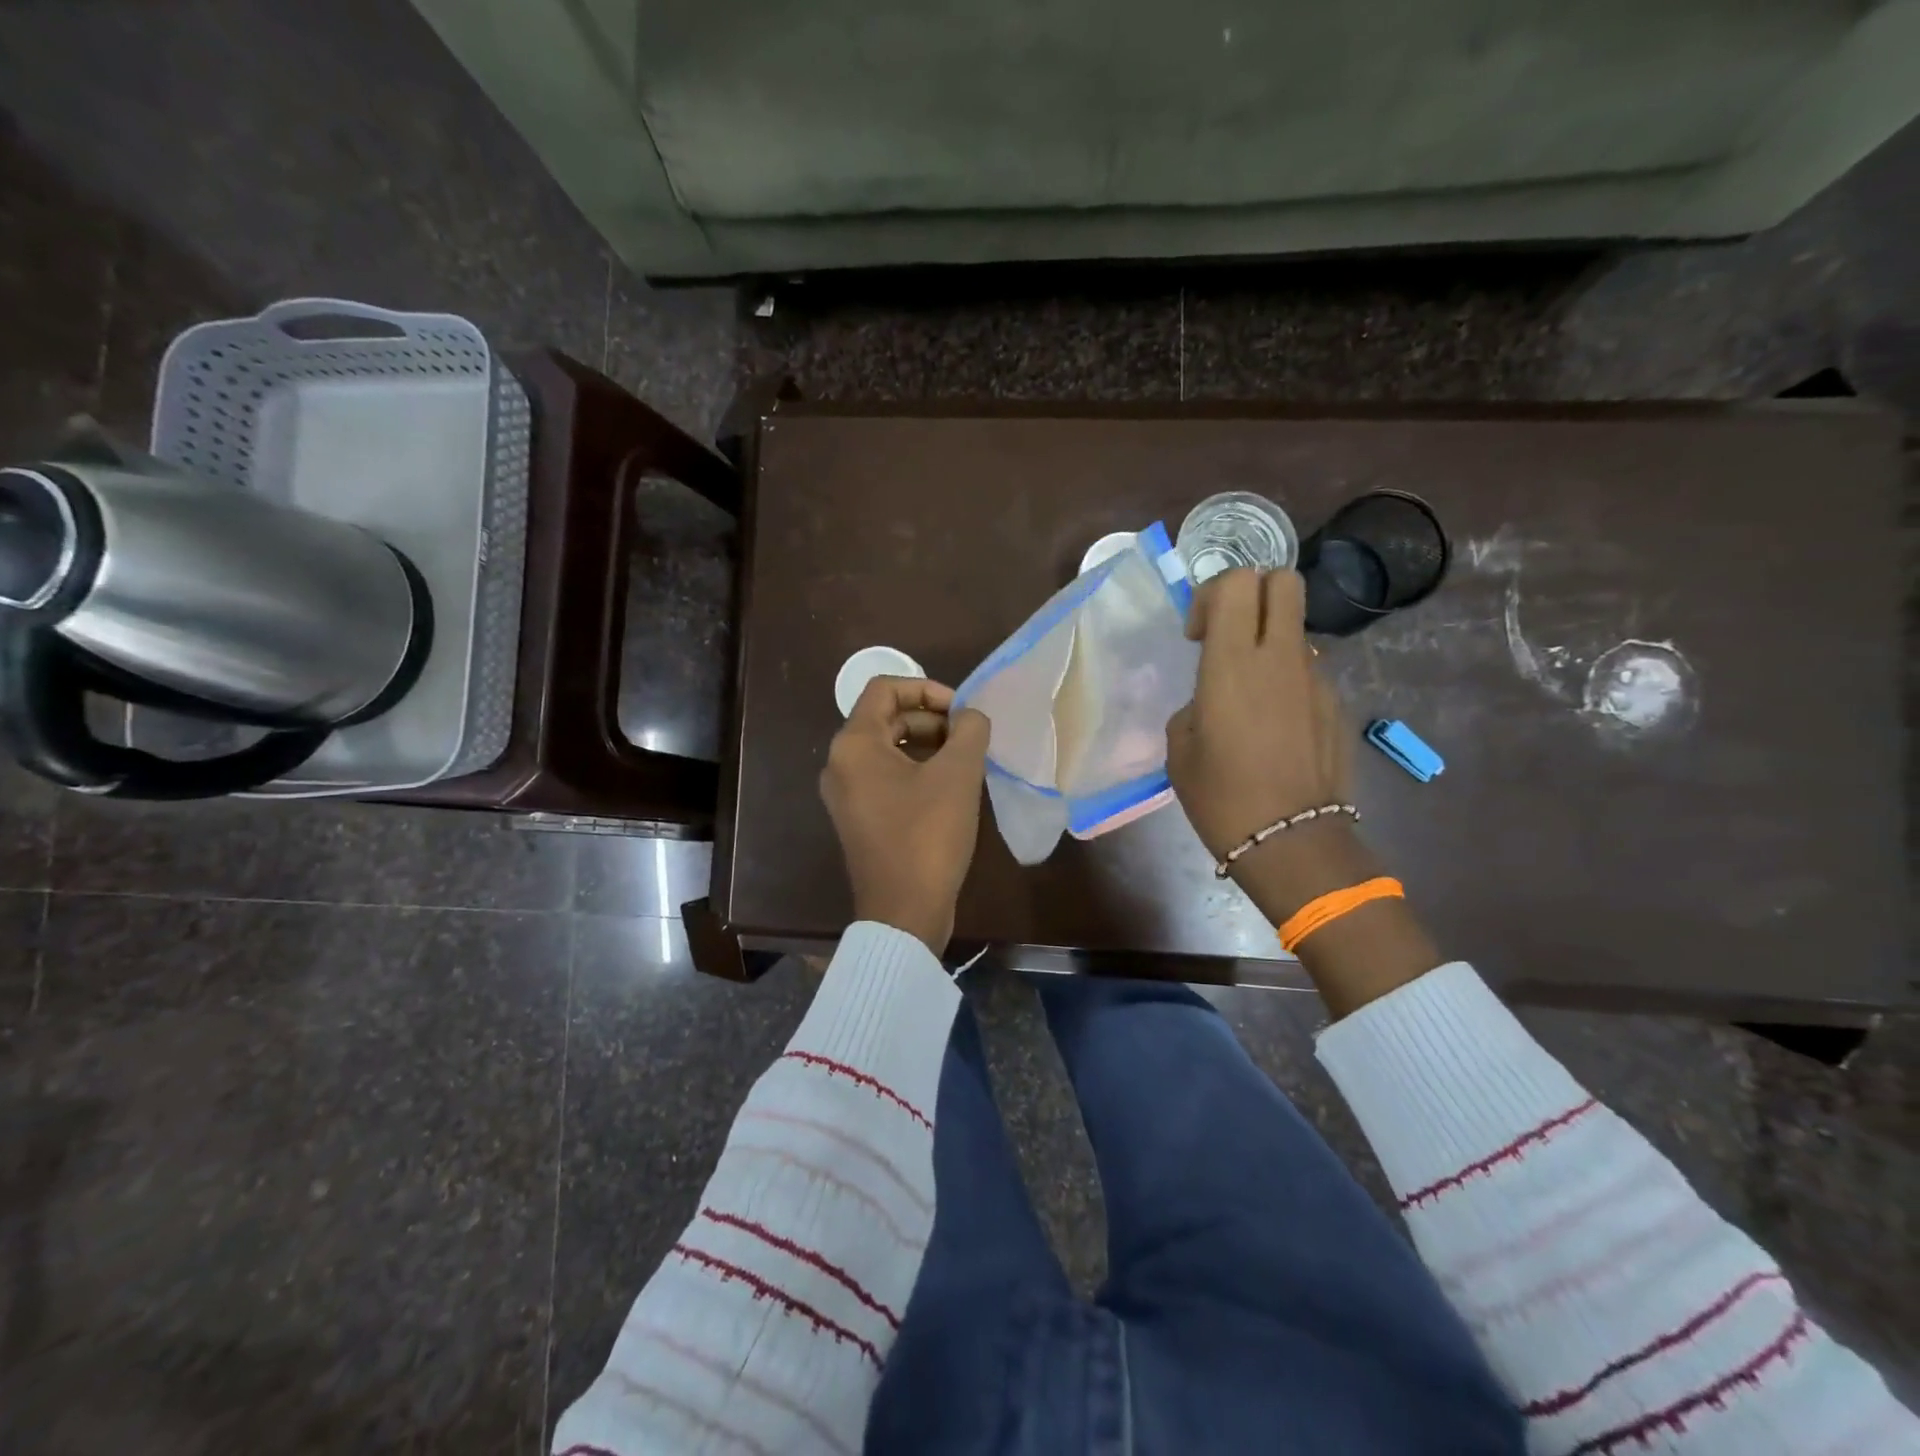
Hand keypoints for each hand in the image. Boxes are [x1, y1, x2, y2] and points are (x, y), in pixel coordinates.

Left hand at [819, 677, 989, 953]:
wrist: (904, 912)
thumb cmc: (928, 836)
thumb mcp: (958, 775)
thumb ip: (969, 731)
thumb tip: (971, 716)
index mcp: (854, 745)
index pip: (884, 689)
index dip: (927, 689)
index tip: (962, 710)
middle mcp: (840, 764)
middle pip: (886, 719)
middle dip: (932, 719)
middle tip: (969, 738)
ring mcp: (847, 795)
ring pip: (888, 750)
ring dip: (928, 746)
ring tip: (966, 761)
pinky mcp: (859, 819)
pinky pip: (887, 778)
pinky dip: (917, 772)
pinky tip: (951, 789)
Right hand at [1166, 569, 1350, 861]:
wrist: (1291, 842)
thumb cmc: (1220, 797)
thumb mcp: (1181, 748)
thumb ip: (1195, 705)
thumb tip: (1212, 701)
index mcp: (1232, 663)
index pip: (1236, 582)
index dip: (1211, 594)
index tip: (1197, 636)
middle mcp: (1280, 657)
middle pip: (1283, 580)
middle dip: (1253, 591)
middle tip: (1229, 634)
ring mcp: (1317, 678)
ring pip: (1295, 628)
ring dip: (1269, 642)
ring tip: (1250, 696)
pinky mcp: (1337, 704)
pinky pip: (1308, 672)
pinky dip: (1287, 682)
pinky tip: (1275, 728)